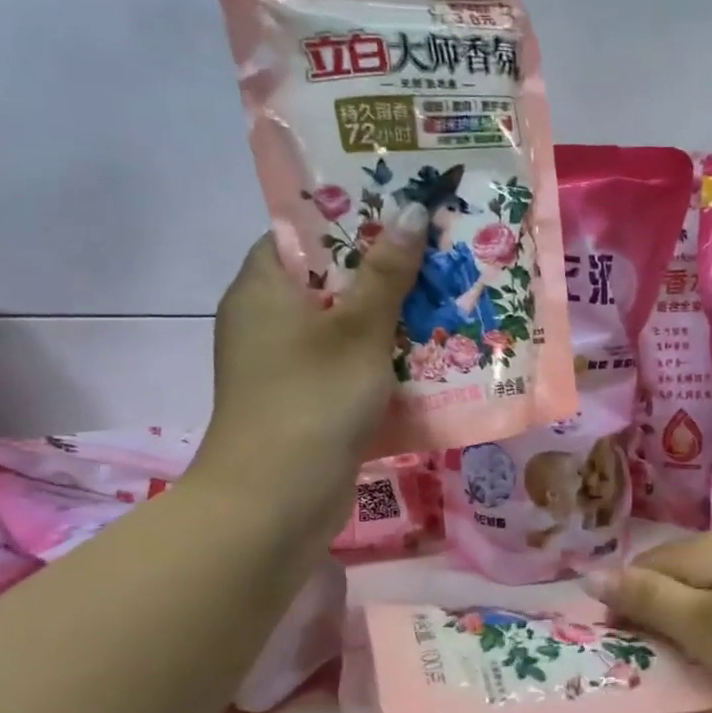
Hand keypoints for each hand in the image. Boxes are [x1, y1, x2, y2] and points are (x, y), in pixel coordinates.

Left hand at [187, 218, 425, 536]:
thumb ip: (386, 273)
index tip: (406, 211)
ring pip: (343, 327)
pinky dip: (379, 361)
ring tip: (447, 301)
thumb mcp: (358, 330)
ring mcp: (284, 365)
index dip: (354, 217)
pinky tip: (427, 358)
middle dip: (386, 271)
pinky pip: (346, 366)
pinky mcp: (303, 402)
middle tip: (442, 255)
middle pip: (330, 279)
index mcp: (264, 286)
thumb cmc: (314, 400)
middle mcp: (267, 319)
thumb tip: (412, 210)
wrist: (276, 502)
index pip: (304, 230)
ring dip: (390, 320)